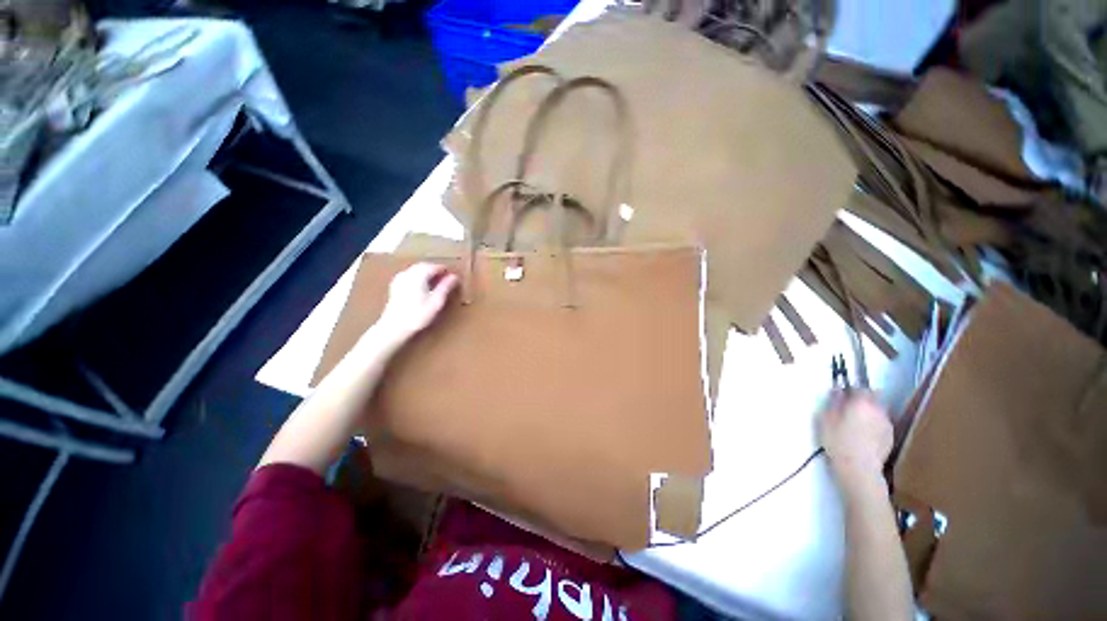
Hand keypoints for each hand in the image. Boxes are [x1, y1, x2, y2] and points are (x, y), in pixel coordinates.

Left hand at [375, 263, 458, 345]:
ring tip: (436, 284)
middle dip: (436, 271)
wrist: (394, 327)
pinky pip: (410, 275)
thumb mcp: (436, 301)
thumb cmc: (418, 315)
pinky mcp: (395, 286)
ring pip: (416, 270)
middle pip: (424, 266)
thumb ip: (445, 287)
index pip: (435, 266)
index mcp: (418, 275)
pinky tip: (423, 288)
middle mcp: (408, 273)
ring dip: (427, 274)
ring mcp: (400, 279)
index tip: (454, 277)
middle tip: (446, 280)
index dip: (445, 271)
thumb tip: (454, 276)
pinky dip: (419, 278)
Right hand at [819, 390, 892, 481]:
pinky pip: (882, 423)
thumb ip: (833, 402)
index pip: (860, 387)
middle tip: (849, 407)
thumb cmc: (838, 441)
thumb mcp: (826, 419)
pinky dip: (874, 424)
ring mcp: (887, 424)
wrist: (859, 469)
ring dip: (869, 411)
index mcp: (862, 403)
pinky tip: (865, 434)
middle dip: (863, 398)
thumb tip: (837, 391)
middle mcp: (878, 410)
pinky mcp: (891, 437)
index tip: (841, 395)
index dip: (851, 389)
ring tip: (857, 422)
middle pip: (874, 397)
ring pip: (879, 410)